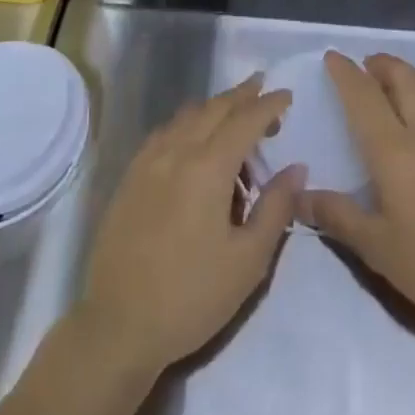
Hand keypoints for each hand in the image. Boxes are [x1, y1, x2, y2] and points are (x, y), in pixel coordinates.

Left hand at [78, 74, 304, 375]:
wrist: (118, 327)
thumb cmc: (190, 297)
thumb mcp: (248, 262)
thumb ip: (275, 208)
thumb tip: (297, 168)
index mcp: (208, 167)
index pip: (245, 119)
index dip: (269, 104)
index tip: (287, 94)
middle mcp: (177, 151)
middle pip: (215, 108)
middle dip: (242, 94)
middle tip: (263, 87)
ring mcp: (148, 161)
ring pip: (187, 115)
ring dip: (215, 107)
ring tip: (234, 113)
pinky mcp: (130, 177)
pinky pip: (165, 132)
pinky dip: (187, 123)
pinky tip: (192, 137)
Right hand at [302, 52, 414, 337]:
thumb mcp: (377, 250)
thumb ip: (337, 216)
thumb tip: (299, 196)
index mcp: (394, 151)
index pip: (364, 96)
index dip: (345, 72)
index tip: (333, 57)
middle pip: (402, 76)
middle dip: (380, 64)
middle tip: (365, 69)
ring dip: (409, 73)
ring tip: (396, 85)